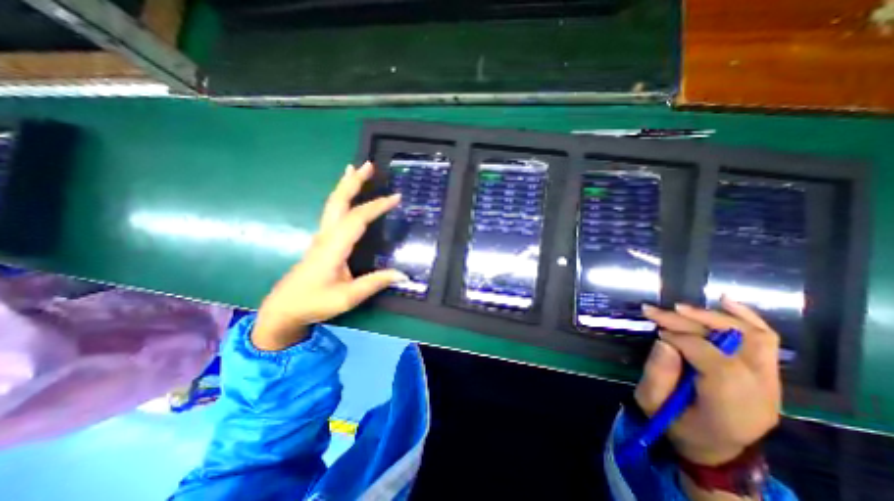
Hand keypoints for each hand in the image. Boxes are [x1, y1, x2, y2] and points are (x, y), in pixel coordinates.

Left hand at [248, 161, 407, 350]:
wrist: (284, 309)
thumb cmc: (314, 303)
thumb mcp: (348, 297)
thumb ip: (375, 283)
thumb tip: (403, 274)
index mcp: (334, 246)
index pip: (357, 219)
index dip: (377, 206)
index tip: (396, 197)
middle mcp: (326, 235)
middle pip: (339, 201)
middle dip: (354, 182)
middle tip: (368, 165)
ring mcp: (322, 236)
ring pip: (333, 204)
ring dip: (345, 185)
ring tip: (356, 170)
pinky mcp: (322, 241)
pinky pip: (333, 212)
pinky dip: (341, 198)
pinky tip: (346, 197)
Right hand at [635, 298, 784, 464]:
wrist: (714, 447)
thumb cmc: (677, 425)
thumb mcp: (653, 404)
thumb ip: (657, 374)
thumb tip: (664, 341)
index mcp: (731, 409)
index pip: (718, 364)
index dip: (684, 340)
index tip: (657, 333)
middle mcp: (761, 395)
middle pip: (735, 346)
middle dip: (689, 323)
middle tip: (656, 312)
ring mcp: (771, 384)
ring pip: (753, 337)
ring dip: (713, 317)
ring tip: (679, 308)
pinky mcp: (768, 374)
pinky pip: (765, 340)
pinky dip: (745, 317)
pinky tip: (724, 302)